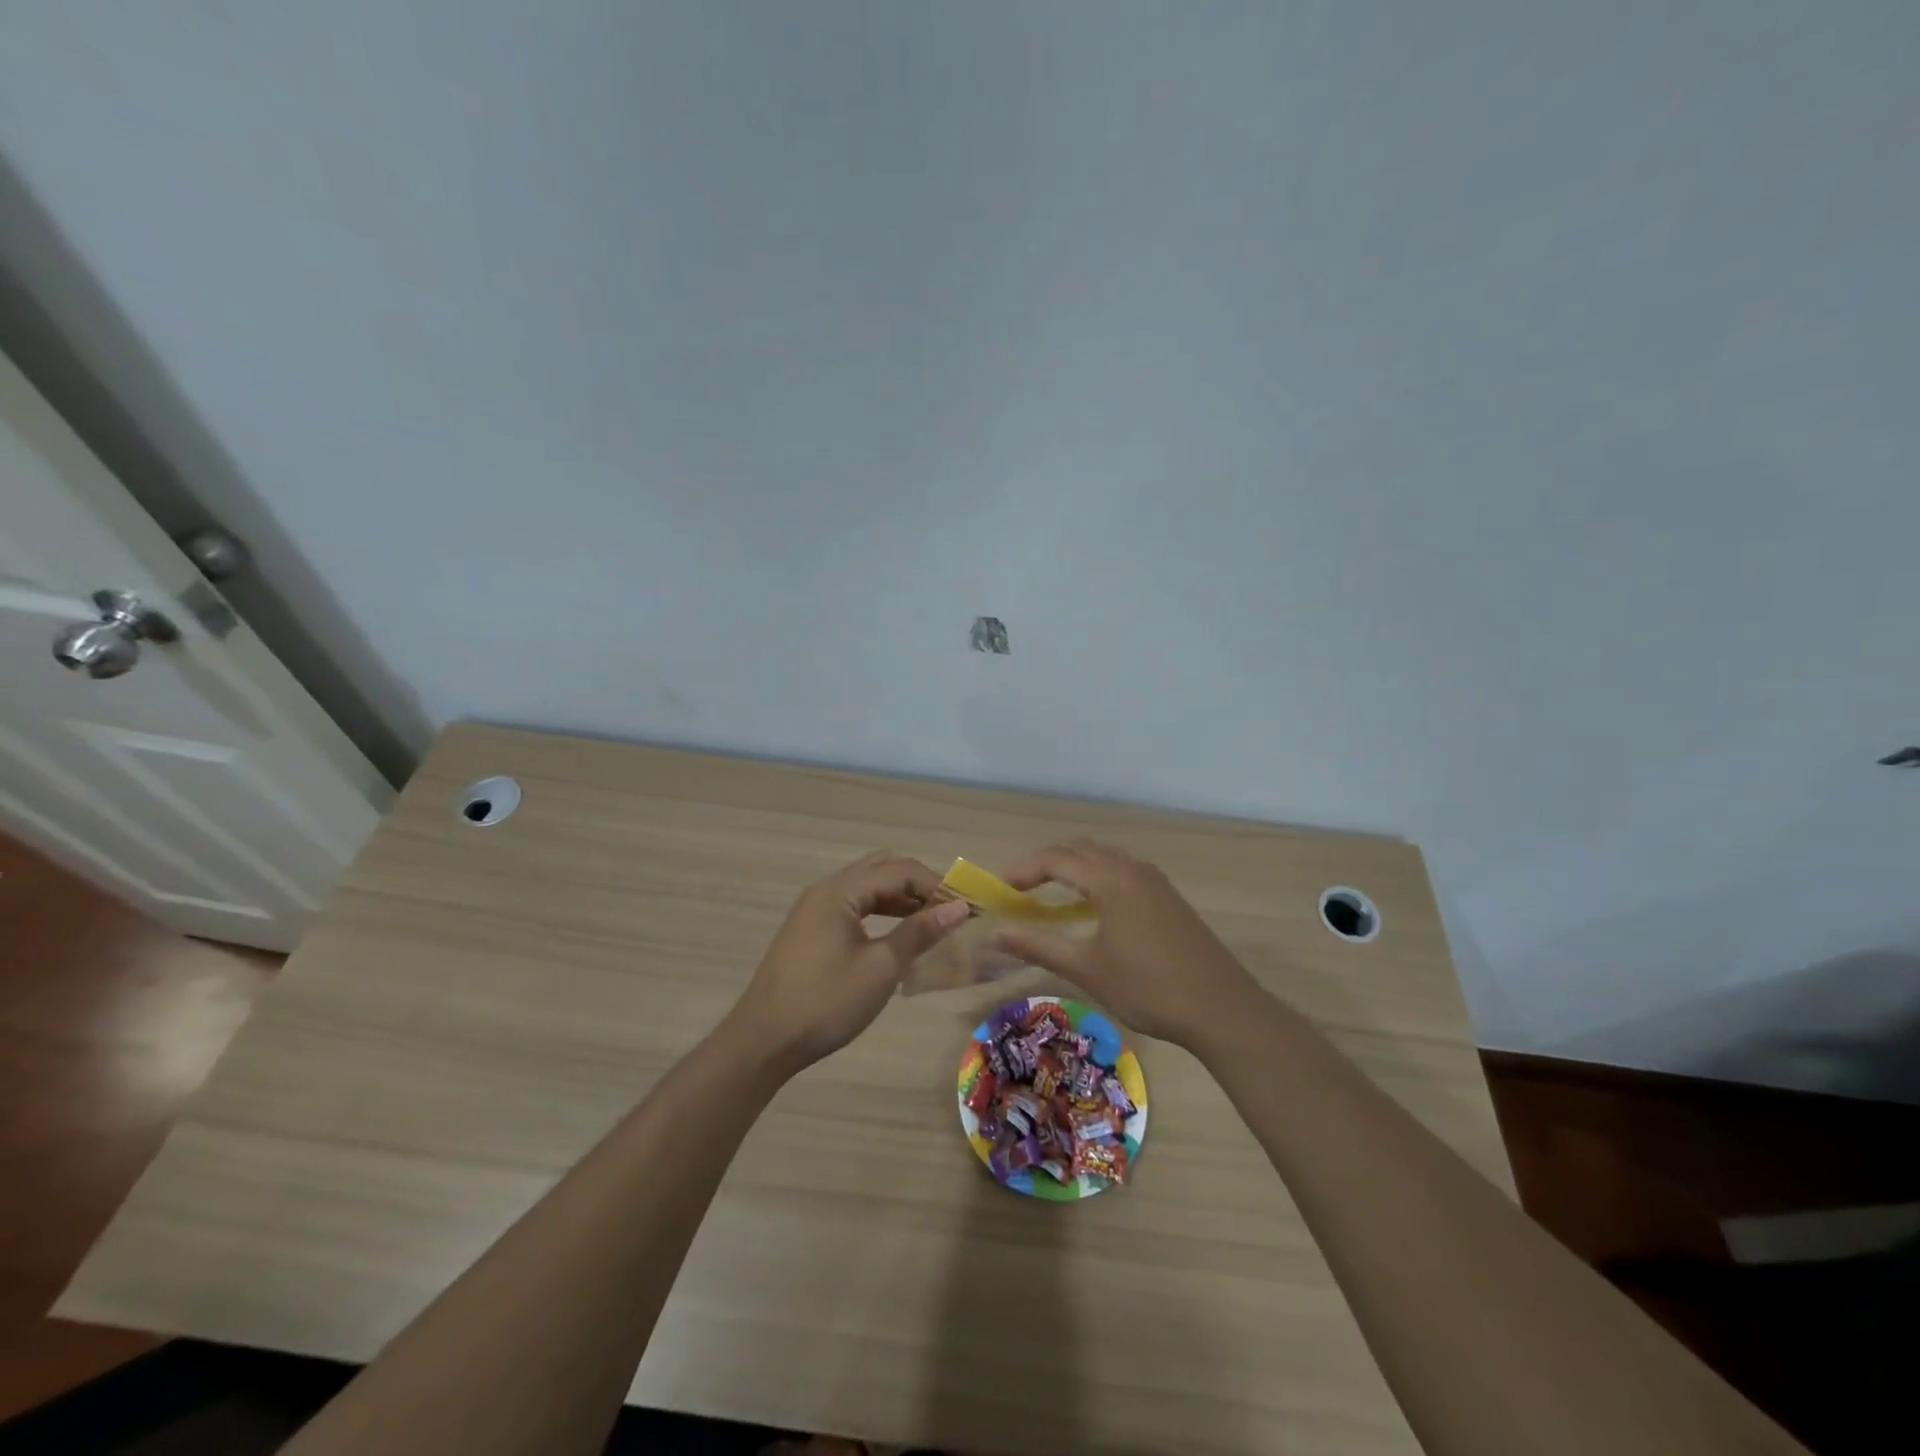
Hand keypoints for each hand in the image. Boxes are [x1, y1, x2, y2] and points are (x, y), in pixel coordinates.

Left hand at [723, 852, 969, 1071]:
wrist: (763, 1041)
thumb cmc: (826, 1002)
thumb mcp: (881, 968)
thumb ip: (919, 932)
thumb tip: (959, 908)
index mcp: (840, 891)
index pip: (899, 870)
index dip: (936, 885)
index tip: (968, 907)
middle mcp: (826, 890)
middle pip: (882, 870)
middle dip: (919, 885)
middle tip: (951, 910)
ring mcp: (815, 910)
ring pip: (867, 889)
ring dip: (901, 899)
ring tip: (933, 922)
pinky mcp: (811, 931)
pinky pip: (854, 907)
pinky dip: (881, 913)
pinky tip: (899, 935)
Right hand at [991, 839, 1263, 1048]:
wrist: (1221, 1008)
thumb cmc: (1148, 988)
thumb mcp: (1087, 968)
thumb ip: (1039, 946)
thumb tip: (995, 934)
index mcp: (1111, 880)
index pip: (1058, 859)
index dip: (1026, 869)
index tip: (1002, 887)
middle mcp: (1133, 870)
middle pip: (1082, 850)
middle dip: (1048, 862)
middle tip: (1023, 886)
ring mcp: (1155, 882)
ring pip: (1106, 858)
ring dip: (1076, 867)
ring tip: (1053, 892)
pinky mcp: (1169, 898)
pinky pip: (1124, 871)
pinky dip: (1099, 876)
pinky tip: (1095, 907)